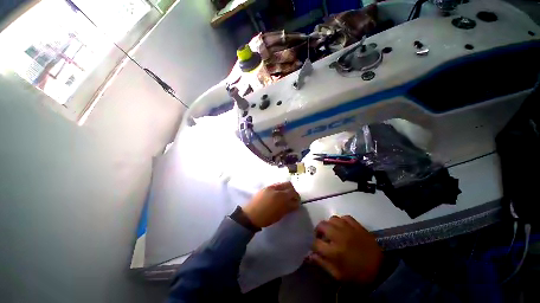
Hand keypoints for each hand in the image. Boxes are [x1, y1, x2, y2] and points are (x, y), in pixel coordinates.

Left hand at [242, 182, 300, 227]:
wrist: (251, 215)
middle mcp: (277, 189)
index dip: (297, 197)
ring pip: (282, 183)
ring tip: (285, 196)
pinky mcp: (266, 187)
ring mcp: (270, 187)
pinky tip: (277, 195)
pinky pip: (276, 185)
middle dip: (292, 190)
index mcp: (281, 197)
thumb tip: (295, 203)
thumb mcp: (280, 214)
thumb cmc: (266, 218)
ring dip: (286, 188)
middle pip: (289, 184)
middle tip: (292, 197)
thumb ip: (289, 207)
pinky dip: (280, 188)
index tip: (297, 202)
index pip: (293, 193)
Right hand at [309, 215, 382, 284]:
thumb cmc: (357, 276)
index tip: (316, 248)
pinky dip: (341, 220)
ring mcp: (349, 229)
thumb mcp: (338, 275)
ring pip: (332, 219)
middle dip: (318, 231)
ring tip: (332, 231)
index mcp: (333, 251)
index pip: (316, 243)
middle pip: (321, 225)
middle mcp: (339, 237)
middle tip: (321, 236)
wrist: (381, 271)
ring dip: (329, 224)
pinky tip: (343, 227)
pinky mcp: (358, 226)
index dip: (314, 245)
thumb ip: (322, 264)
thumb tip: (309, 256)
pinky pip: (345, 217)